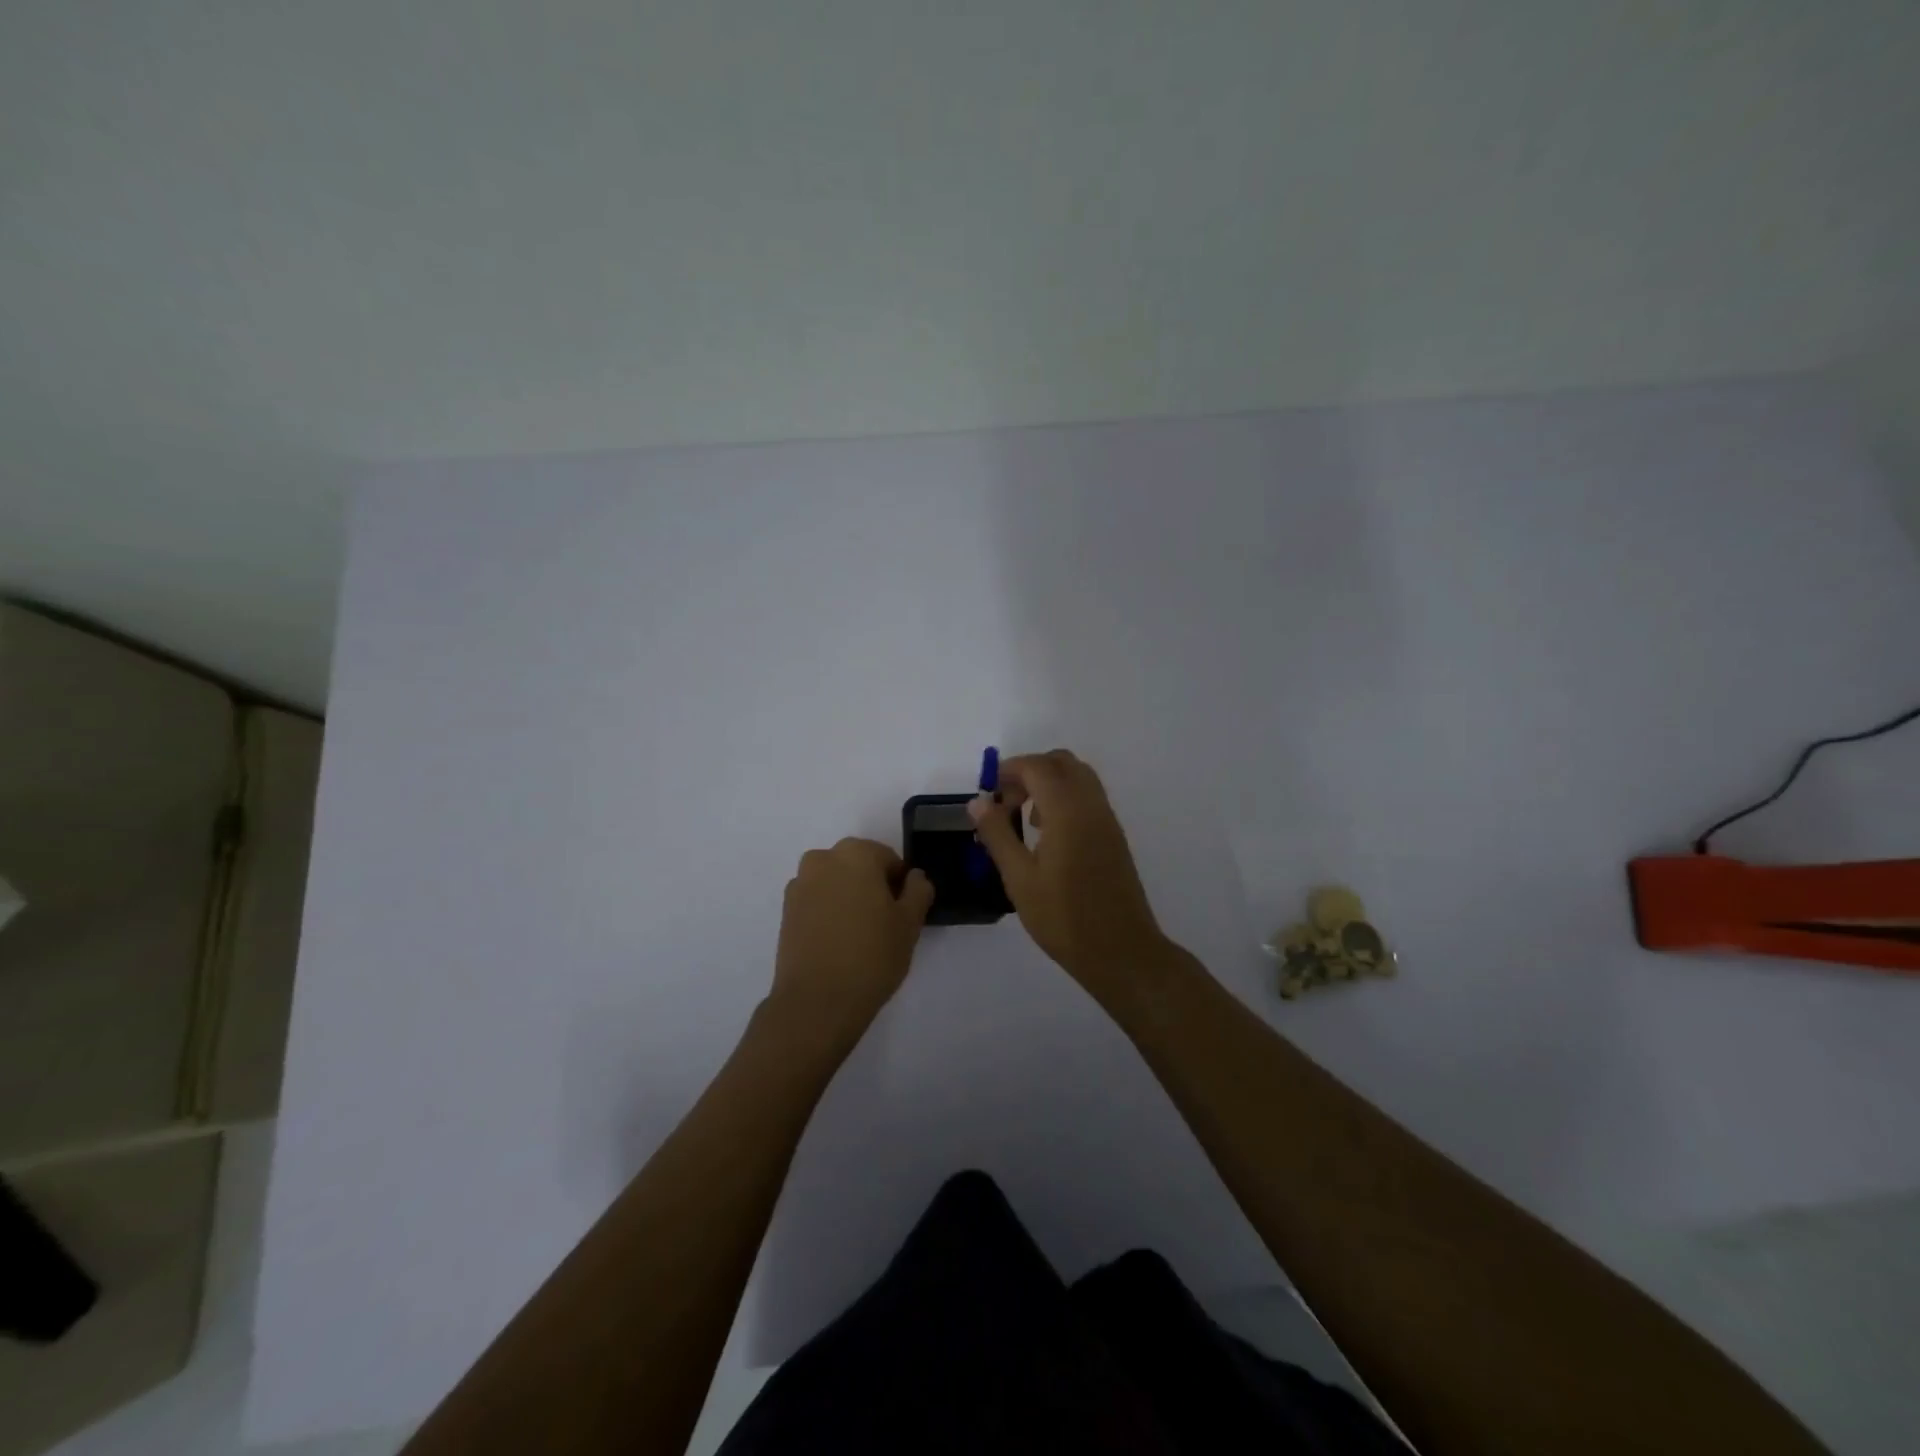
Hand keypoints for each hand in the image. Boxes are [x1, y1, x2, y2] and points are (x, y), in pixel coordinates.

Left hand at [771, 837, 934, 1040]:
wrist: (816, 1001)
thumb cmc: (872, 956)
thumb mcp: (910, 923)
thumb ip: (918, 891)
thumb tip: (914, 877)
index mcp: (856, 853)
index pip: (889, 860)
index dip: (900, 886)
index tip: (903, 914)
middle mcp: (823, 859)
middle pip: (859, 867)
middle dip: (872, 888)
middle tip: (884, 925)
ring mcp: (799, 884)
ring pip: (836, 884)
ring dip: (849, 899)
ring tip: (859, 937)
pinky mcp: (785, 911)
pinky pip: (817, 902)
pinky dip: (828, 913)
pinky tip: (837, 943)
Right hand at [967, 750, 1172, 991]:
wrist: (1120, 950)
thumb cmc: (1063, 917)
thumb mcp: (1019, 878)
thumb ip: (997, 834)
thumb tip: (978, 802)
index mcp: (1067, 810)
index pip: (1037, 766)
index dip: (1009, 770)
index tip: (988, 793)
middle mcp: (1091, 805)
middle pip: (1061, 762)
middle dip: (1029, 771)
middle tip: (1006, 802)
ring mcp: (1107, 819)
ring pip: (1078, 777)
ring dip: (1049, 784)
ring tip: (1025, 820)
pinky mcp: (1114, 836)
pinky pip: (1088, 798)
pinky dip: (1065, 799)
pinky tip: (1048, 836)